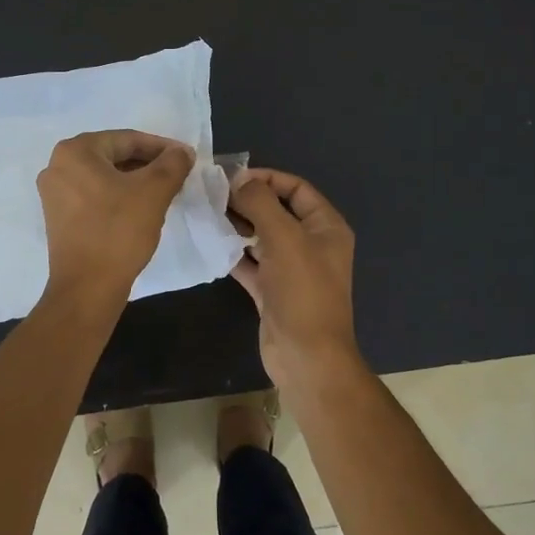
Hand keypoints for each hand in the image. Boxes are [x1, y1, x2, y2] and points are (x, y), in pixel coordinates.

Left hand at [37, 130, 193, 303]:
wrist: (87, 288)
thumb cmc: (118, 232)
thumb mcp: (154, 192)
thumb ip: (172, 164)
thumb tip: (182, 152)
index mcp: (75, 151)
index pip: (127, 139)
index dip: (161, 147)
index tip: (186, 157)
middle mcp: (57, 165)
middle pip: (114, 156)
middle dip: (147, 164)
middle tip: (177, 175)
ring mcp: (54, 193)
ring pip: (104, 177)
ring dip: (135, 181)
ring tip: (164, 192)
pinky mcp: (58, 217)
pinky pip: (94, 195)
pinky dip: (118, 196)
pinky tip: (140, 209)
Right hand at [227, 168, 359, 387]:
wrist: (306, 357)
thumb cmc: (302, 291)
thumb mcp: (283, 237)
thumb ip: (261, 202)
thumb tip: (240, 180)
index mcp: (326, 227)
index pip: (297, 188)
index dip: (267, 178)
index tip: (233, 178)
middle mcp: (312, 244)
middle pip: (277, 211)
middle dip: (248, 201)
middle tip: (212, 195)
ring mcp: (292, 270)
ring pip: (262, 237)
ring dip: (238, 226)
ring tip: (207, 215)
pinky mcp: (273, 291)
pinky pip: (251, 263)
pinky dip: (234, 254)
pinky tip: (211, 244)